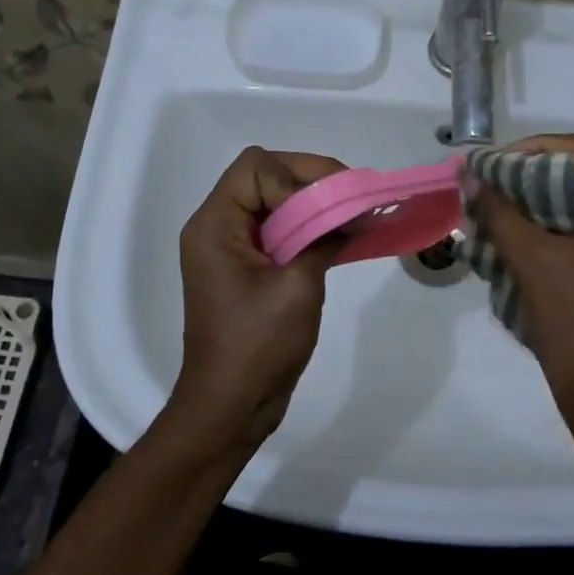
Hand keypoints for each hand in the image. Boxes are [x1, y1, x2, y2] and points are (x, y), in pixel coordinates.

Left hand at [162, 146, 347, 456]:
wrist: (231, 407)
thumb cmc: (257, 346)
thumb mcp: (298, 286)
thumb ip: (324, 239)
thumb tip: (358, 212)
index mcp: (215, 225)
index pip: (256, 167)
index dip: (298, 175)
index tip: (335, 202)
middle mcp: (217, 228)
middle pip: (265, 177)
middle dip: (312, 182)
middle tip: (354, 197)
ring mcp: (232, 249)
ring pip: (275, 202)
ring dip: (315, 205)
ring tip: (354, 214)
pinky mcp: (248, 269)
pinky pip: (279, 231)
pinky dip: (310, 228)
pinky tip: (341, 237)